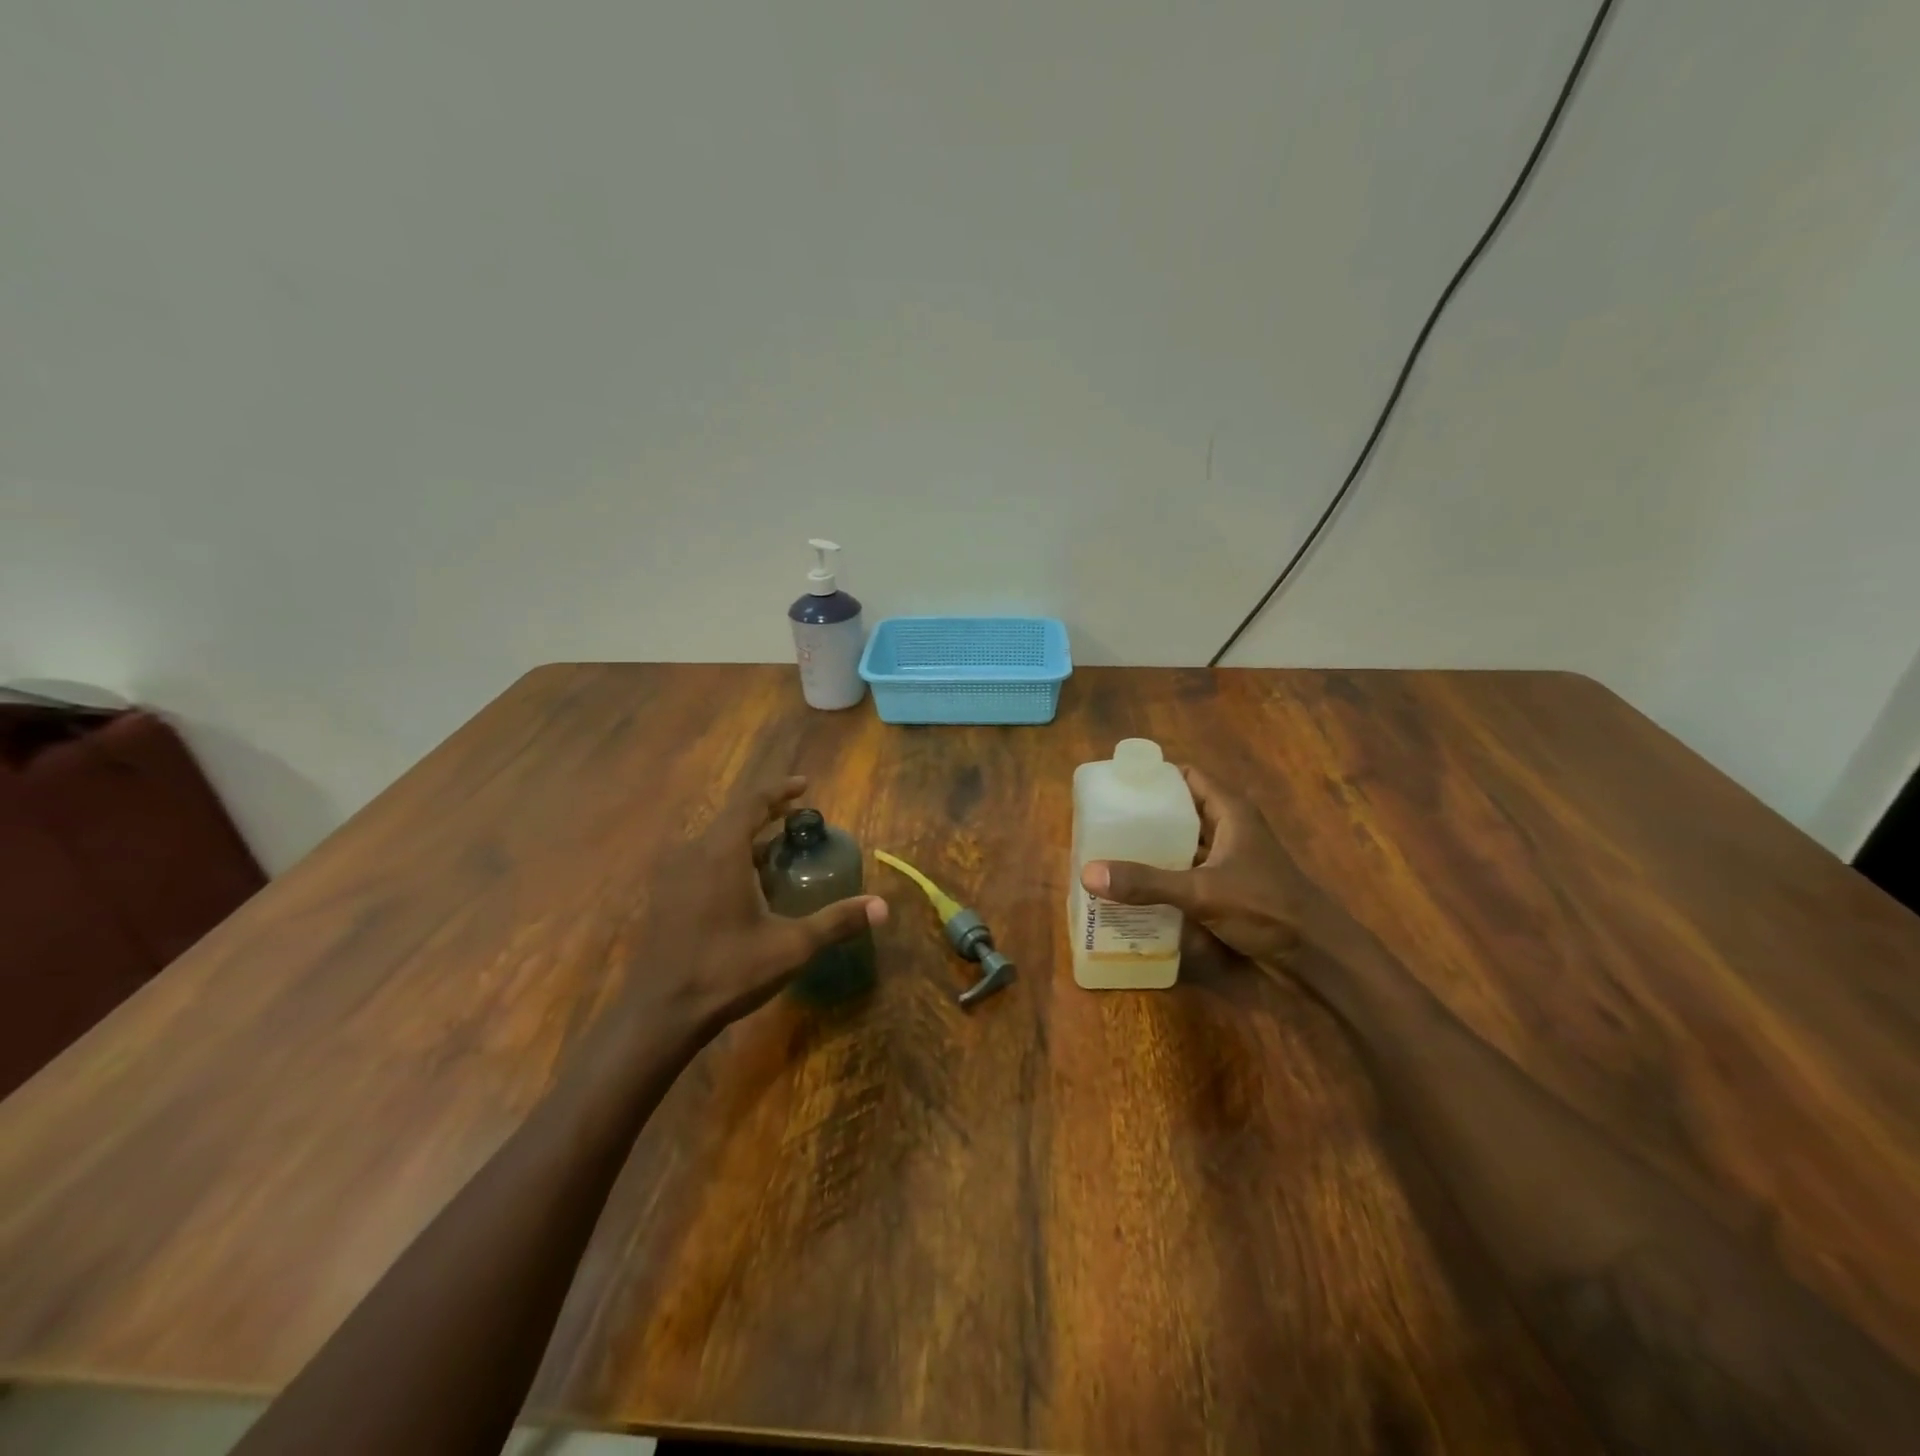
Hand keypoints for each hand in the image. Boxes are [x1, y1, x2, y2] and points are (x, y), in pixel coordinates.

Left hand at [647, 775, 886, 1030]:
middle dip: (766, 813)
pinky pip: (701, 860)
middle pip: (733, 818)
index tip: (805, 786)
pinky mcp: (665, 897)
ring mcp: (674, 875)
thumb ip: (836, 922)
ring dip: (747, 838)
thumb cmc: (727, 971)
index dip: (780, 790)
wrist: (660, 1012)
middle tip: (798, 819)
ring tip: (778, 851)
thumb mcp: (791, 947)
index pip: (752, 803)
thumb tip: (883, 906)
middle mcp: (694, 853)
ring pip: (715, 841)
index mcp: (722, 853)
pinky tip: (746, 885)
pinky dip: (729, 858)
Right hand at [1080, 766, 1345, 968]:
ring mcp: (1230, 860)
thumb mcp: (1201, 892)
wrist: (1316, 956)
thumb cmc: (1266, 908)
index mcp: (1230, 812)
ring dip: (1154, 847)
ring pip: (1185, 843)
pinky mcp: (1229, 888)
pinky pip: (1189, 872)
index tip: (1117, 785)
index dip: (1154, 776)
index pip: (1187, 776)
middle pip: (1181, 810)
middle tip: (1104, 822)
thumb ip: (1147, 883)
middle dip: (1146, 815)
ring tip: (1111, 851)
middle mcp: (1230, 829)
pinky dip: (1166, 874)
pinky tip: (1137, 886)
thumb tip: (1088, 873)